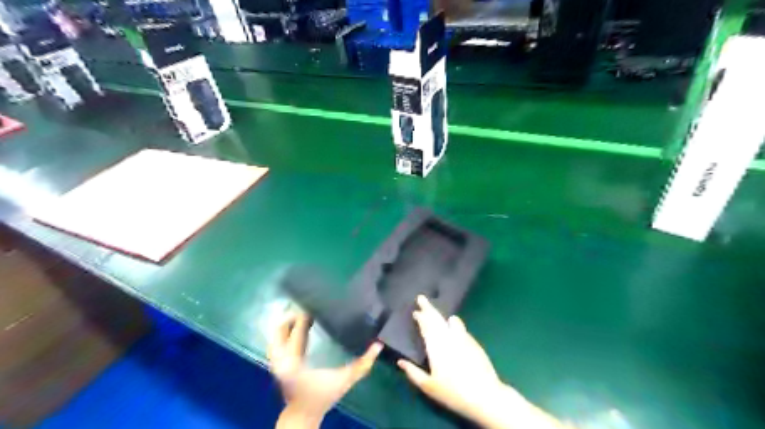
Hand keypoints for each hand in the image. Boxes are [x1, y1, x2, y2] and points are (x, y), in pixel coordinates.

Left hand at [269, 311, 385, 427]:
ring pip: (275, 336)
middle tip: (309, 307)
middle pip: (280, 330)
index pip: (297, 331)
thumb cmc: (324, 396)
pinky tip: (297, 328)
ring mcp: (276, 363)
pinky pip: (276, 343)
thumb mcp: (346, 379)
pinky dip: (285, 333)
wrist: (303, 415)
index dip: (304, 317)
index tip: (315, 305)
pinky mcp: (277, 365)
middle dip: (293, 317)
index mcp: (294, 361)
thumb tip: (379, 345)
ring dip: (287, 324)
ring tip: (303, 315)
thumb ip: (363, 364)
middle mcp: (281, 360)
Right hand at [398, 297, 562, 428]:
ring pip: (451, 321)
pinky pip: (461, 329)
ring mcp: (463, 338)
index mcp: (436, 346)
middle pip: (437, 319)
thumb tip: (400, 361)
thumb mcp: (428, 387)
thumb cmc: (453, 393)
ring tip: (437, 314)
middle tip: (421, 297)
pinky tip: (453, 329)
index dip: (420, 317)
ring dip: (442, 316)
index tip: (415, 310)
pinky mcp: (474, 343)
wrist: (485, 396)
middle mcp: (449, 338)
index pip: (426, 326)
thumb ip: (413, 373)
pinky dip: (454, 325)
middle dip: (428, 308)